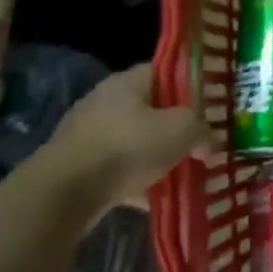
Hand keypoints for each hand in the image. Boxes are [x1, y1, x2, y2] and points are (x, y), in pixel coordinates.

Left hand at [36, 63, 210, 214]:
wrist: (63, 194)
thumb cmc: (127, 147)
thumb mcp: (182, 131)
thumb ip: (202, 130)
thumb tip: (209, 143)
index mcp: (128, 82)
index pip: (165, 72)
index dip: (190, 87)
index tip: (208, 107)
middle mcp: (104, 101)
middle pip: (150, 109)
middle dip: (174, 128)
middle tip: (197, 144)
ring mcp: (86, 135)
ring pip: (133, 142)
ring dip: (154, 157)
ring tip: (179, 174)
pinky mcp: (76, 167)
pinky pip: (116, 169)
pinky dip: (134, 181)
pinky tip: (152, 198)